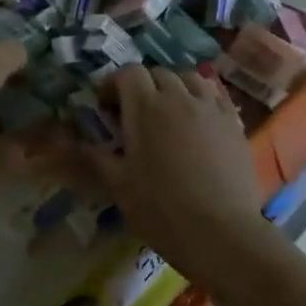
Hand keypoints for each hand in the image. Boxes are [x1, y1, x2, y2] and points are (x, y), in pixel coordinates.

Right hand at [87, 66, 265, 273]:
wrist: (221, 233)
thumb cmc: (161, 209)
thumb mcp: (118, 185)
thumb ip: (95, 156)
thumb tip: (71, 142)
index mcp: (146, 107)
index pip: (128, 73)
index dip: (113, 84)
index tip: (106, 108)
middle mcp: (179, 97)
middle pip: (158, 73)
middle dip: (142, 86)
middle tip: (134, 115)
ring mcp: (211, 108)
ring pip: (189, 79)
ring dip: (173, 88)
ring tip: (168, 114)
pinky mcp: (234, 123)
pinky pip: (215, 96)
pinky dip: (201, 99)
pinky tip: (197, 122)